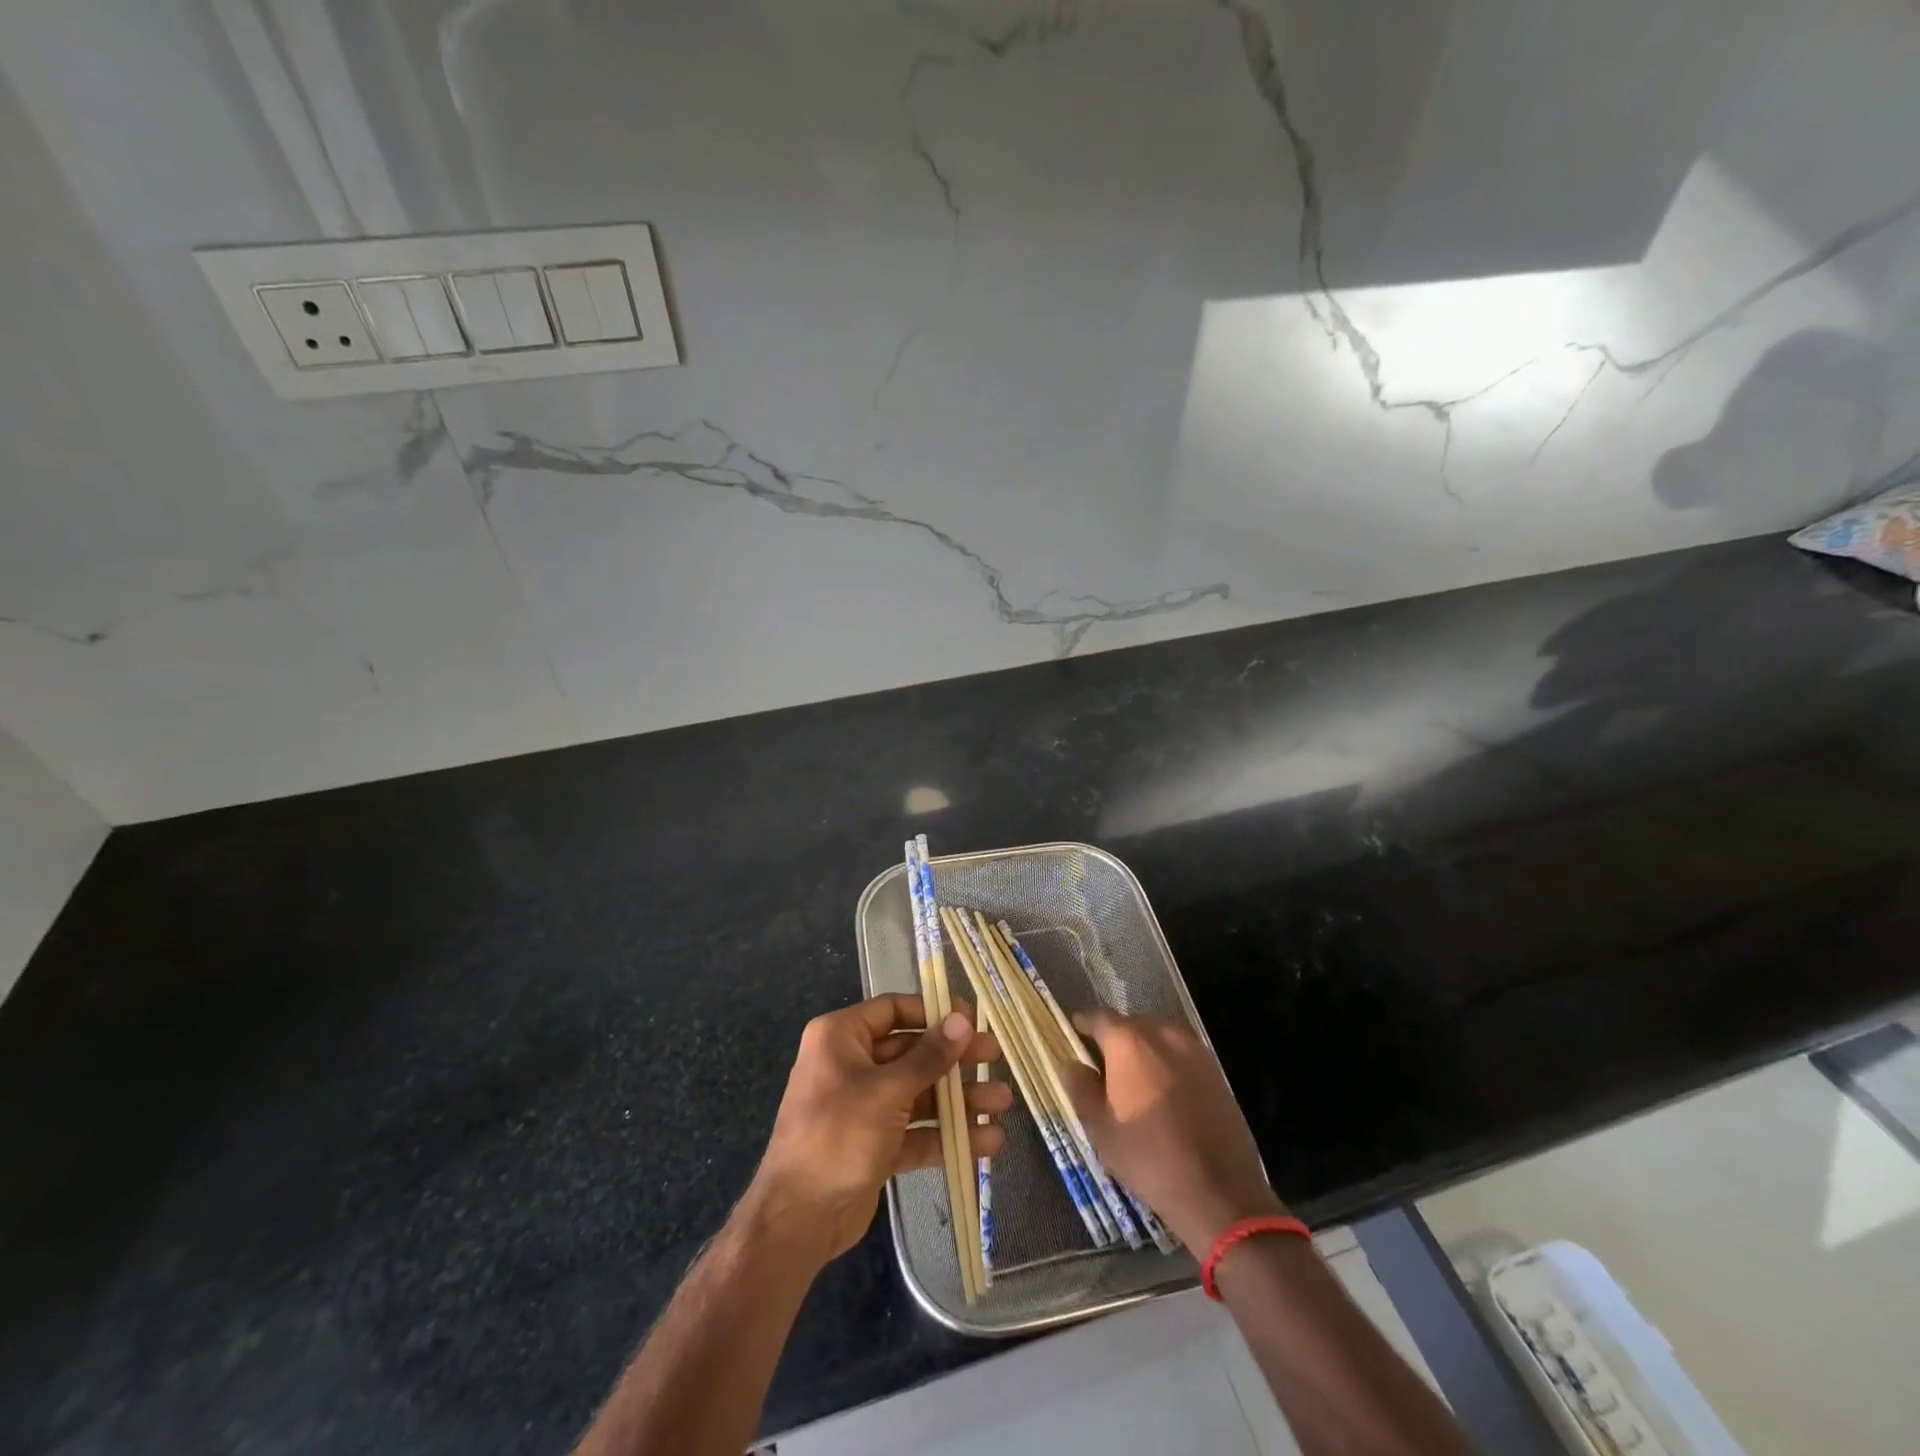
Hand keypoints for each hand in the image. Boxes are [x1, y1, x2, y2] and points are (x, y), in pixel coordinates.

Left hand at [751, 993, 1008, 1261]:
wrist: (797, 1219)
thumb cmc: (838, 1135)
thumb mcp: (887, 1090)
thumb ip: (929, 1056)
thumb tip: (962, 1021)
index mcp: (841, 1037)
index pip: (894, 1010)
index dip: (933, 1012)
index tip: (971, 1019)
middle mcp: (851, 1065)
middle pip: (911, 1052)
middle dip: (954, 1059)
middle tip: (994, 1057)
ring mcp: (864, 1106)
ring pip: (918, 1093)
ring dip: (958, 1100)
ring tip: (1002, 1103)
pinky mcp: (874, 1144)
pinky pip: (915, 1130)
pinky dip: (946, 1134)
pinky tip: (986, 1141)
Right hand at [1060, 1010, 1283, 1250]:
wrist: (1220, 1192)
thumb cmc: (1150, 1158)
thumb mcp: (1101, 1129)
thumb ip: (1081, 1088)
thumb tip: (1072, 1063)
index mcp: (1128, 1041)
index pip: (1098, 1018)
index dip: (1082, 1027)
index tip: (1074, 1040)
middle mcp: (1162, 1032)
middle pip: (1130, 1024)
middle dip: (1115, 1040)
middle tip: (1103, 1068)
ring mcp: (1194, 1048)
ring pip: (1158, 1037)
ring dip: (1143, 1051)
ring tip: (1134, 1082)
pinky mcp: (1215, 1069)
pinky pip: (1180, 1054)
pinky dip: (1167, 1064)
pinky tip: (1163, 1094)